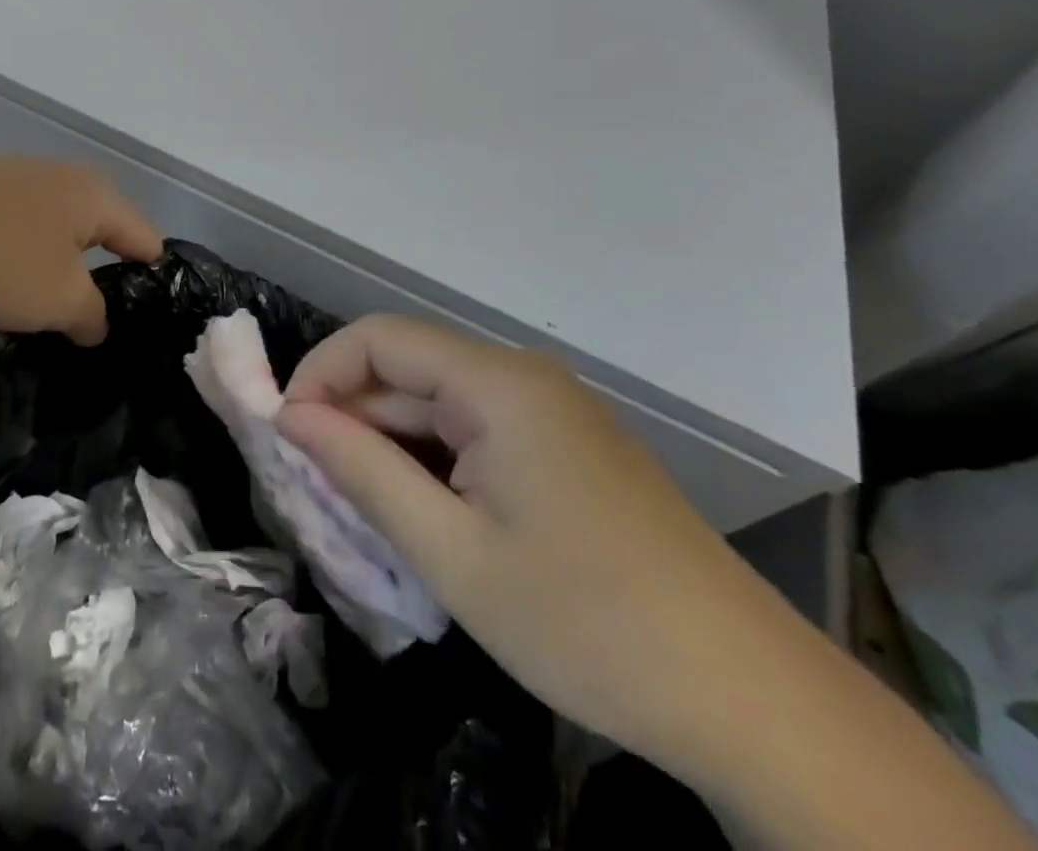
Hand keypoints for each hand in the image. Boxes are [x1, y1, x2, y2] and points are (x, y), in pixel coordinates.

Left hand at [0, 144, 161, 345]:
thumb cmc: (5, 255)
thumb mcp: (63, 298)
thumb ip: (91, 316)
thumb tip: (94, 324)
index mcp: (91, 199)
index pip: (143, 238)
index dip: (152, 275)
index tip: (150, 315)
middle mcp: (50, 187)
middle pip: (78, 247)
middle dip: (78, 291)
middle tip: (81, 336)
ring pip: (19, 259)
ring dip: (15, 303)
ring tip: (10, 352)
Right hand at [276, 314, 784, 769]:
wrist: (750, 700)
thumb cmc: (585, 621)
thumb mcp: (451, 552)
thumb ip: (362, 470)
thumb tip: (291, 418)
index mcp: (497, 383)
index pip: (378, 338)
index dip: (321, 373)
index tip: (286, 433)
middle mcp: (523, 378)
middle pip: (409, 370)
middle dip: (352, 415)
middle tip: (312, 482)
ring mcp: (552, 412)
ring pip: (440, 404)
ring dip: (391, 444)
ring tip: (359, 505)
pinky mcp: (568, 448)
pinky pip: (477, 432)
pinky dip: (434, 461)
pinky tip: (424, 513)